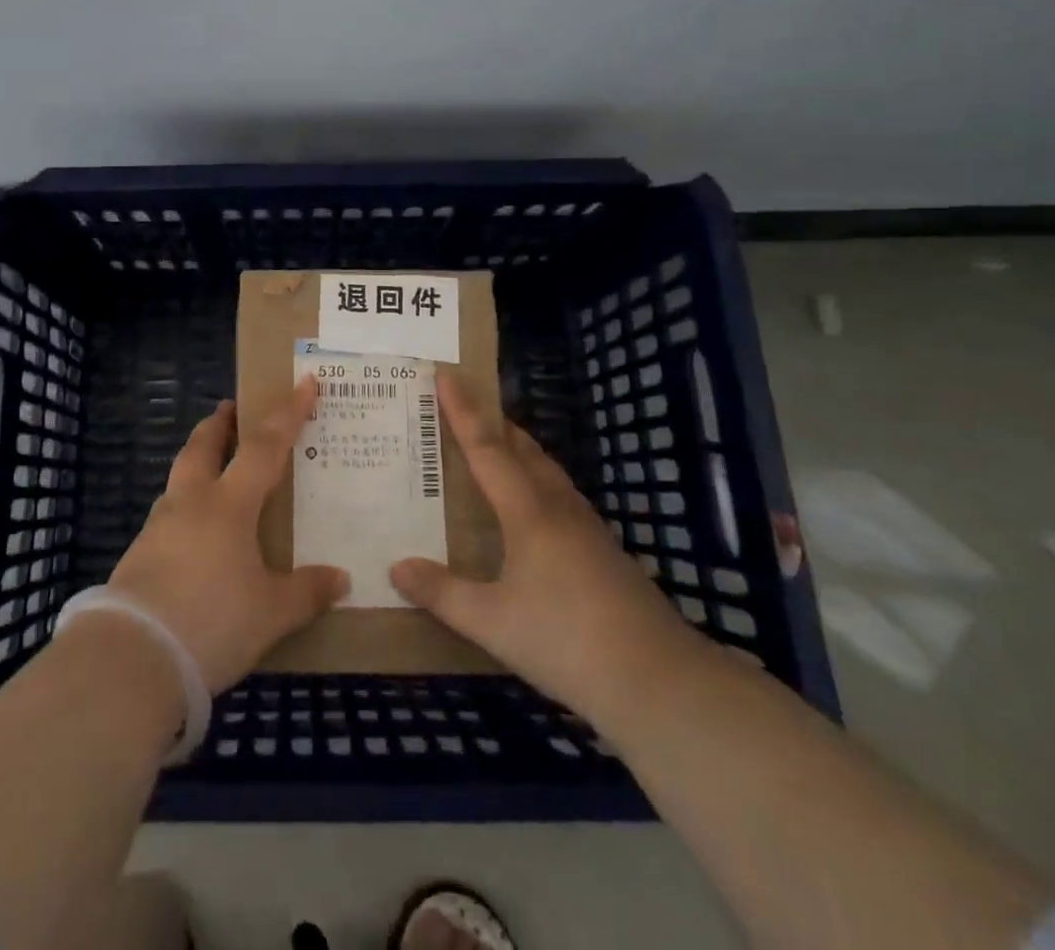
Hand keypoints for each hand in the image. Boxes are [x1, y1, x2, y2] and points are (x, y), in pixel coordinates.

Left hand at [108, 377, 348, 692]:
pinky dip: (186, 506)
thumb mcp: (271, 613)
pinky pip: (168, 514)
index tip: (304, 382)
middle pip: (202, 446)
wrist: (132, 658)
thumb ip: (306, 592)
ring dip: (197, 462)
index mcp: (228, 504)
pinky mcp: (139, 555)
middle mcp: (190, 503)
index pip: (265, 446)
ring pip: (180, 478)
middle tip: (231, 409)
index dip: (288, 413)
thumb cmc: (212, 621)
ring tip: (214, 470)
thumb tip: (340, 579)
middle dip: (219, 424)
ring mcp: (158, 526)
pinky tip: (195, 533)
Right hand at [389, 374, 698, 729]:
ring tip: (498, 447)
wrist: (658, 680)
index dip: (463, 411)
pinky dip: (538, 481)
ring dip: (519, 450)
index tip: (446, 374)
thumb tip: (396, 566)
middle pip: (523, 450)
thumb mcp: (492, 622)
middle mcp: (558, 508)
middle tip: (466, 405)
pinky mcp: (605, 552)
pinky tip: (536, 507)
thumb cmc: (566, 641)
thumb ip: (443, 594)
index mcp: (528, 513)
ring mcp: (588, 529)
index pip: (487, 449)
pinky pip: (562, 496)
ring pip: (547, 472)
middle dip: (493, 423)